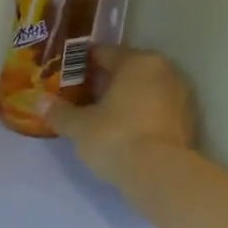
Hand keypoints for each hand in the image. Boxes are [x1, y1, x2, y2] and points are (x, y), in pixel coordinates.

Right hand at [43, 47, 196, 184]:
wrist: (160, 174)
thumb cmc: (116, 137)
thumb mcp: (79, 127)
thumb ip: (59, 112)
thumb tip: (40, 102)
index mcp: (137, 62)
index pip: (105, 53)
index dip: (82, 63)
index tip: (66, 74)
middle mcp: (164, 71)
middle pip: (127, 70)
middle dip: (105, 81)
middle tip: (81, 96)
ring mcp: (181, 96)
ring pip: (144, 90)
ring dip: (125, 98)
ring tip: (100, 115)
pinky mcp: (188, 121)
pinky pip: (156, 110)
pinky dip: (140, 115)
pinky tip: (123, 131)